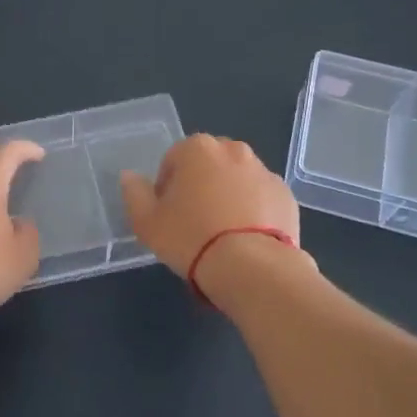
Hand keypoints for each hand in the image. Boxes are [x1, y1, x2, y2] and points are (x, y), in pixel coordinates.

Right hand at [120, 134, 301, 284]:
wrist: (252, 267)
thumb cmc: (191, 238)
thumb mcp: (147, 222)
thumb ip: (134, 194)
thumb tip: (129, 177)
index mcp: (197, 149)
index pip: (173, 160)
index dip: (166, 187)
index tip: (168, 214)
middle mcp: (233, 150)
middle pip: (208, 165)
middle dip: (200, 185)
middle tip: (194, 221)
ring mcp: (264, 172)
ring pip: (237, 179)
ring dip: (228, 196)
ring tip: (222, 234)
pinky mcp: (286, 195)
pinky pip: (261, 198)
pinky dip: (253, 211)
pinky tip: (246, 239)